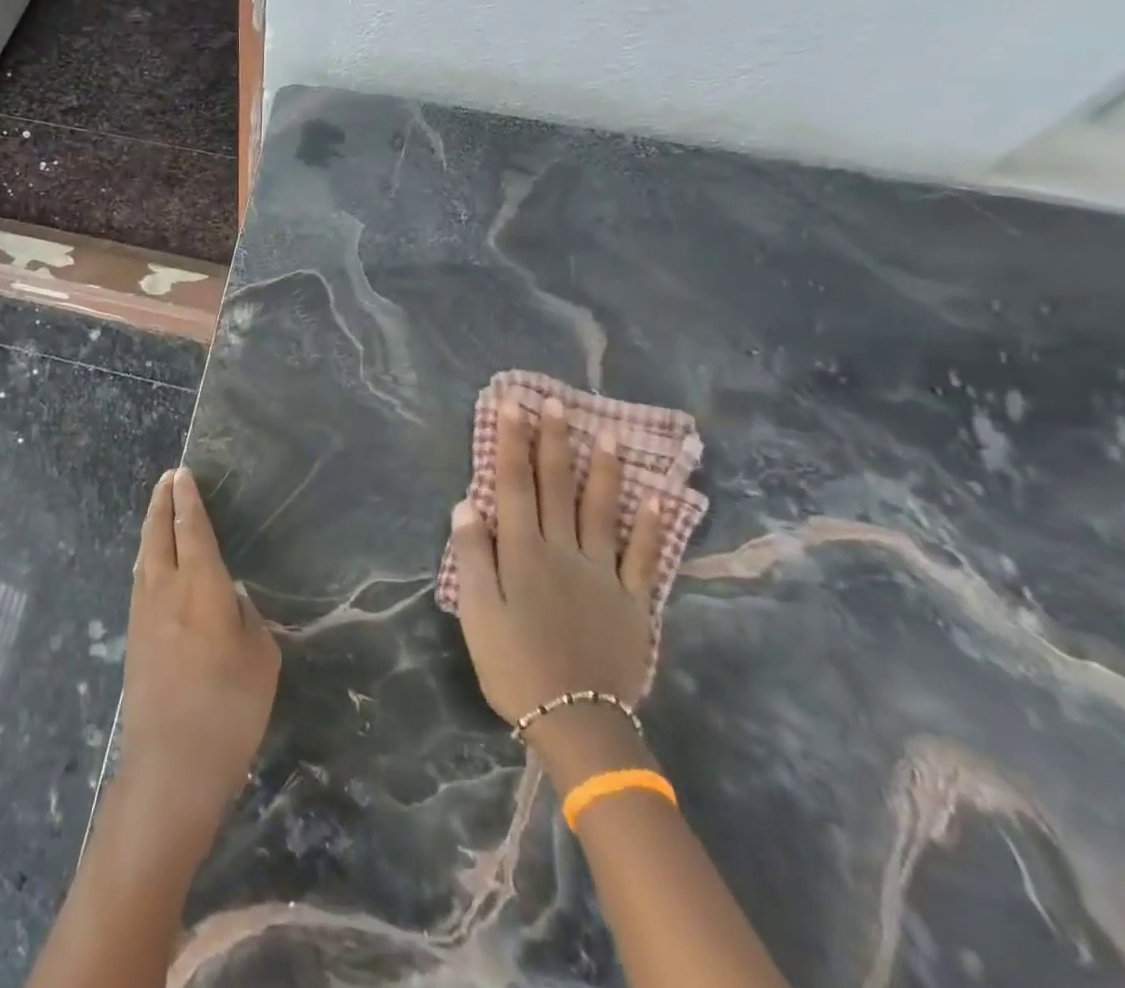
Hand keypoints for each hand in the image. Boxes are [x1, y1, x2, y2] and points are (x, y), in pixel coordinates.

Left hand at [118, 467, 280, 841]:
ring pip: (145, 555)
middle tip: (168, 479)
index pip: (192, 529)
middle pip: (159, 533)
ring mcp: (143, 612)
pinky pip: (140, 579)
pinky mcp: (134, 637)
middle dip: (162, 502)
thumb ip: (245, 616)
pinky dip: (147, 557)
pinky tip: (151, 562)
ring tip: (158, 511)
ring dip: (152, 528)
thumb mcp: (260, 658)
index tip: (183, 475)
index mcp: (200, 586)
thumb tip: (227, 597)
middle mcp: (166, 588)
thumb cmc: (229, 708)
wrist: (172, 764)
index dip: (188, 500)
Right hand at [450, 397, 665, 779]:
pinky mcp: (633, 601)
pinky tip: (658, 500)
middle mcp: (564, 550)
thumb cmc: (514, 664)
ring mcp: (603, 573)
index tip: (511, 404)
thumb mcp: (478, 612)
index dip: (512, 441)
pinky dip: (651, 527)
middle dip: (553, 441)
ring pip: (602, 510)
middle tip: (554, 402)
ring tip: (609, 434)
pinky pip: (644, 557)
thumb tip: (466, 503)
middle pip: (556, 486)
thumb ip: (473, 555)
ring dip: (604, 470)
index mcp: (523, 552)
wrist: (576, 722)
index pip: (514, 483)